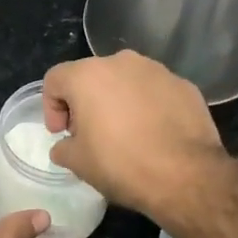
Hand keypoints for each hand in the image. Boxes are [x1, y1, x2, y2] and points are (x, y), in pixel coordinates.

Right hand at [42, 51, 230, 221]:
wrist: (186, 175)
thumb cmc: (122, 164)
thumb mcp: (78, 163)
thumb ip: (63, 147)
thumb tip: (66, 145)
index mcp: (88, 75)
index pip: (55, 79)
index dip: (51, 107)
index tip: (61, 133)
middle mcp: (122, 62)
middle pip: (91, 76)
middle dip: (85, 102)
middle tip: (90, 133)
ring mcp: (157, 70)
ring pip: (126, 80)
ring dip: (118, 101)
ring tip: (126, 133)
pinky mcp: (184, 85)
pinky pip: (155, 91)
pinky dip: (148, 106)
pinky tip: (154, 134)